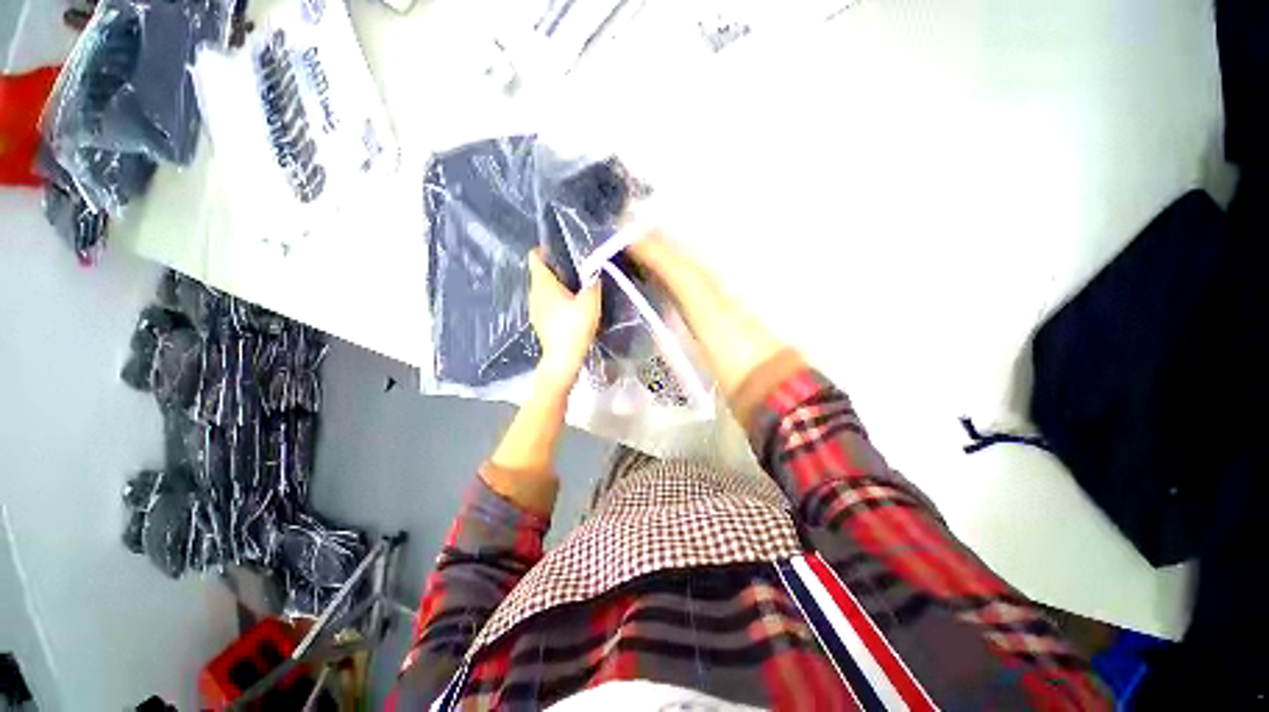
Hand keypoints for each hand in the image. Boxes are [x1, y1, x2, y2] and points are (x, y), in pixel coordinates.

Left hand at [528, 249, 601, 393]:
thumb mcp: (590, 302)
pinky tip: (571, 308)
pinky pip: (546, 303)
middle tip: (578, 270)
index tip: (562, 250)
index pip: (534, 257)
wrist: (563, 359)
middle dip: (556, 268)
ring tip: (577, 289)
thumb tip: (595, 270)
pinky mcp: (540, 322)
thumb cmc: (574, 327)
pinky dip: (556, 300)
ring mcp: (535, 309)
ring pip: (544, 289)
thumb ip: (593, 283)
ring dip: (557, 285)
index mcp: (543, 284)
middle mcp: (534, 293)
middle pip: (541, 273)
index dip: (545, 249)